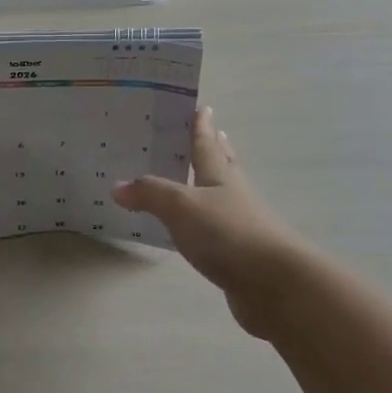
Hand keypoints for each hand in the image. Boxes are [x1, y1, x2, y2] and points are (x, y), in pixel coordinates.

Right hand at [114, 107, 301, 336]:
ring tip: (196, 176)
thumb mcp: (181, 206)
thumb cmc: (227, 233)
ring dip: (211, 183)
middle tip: (211, 132)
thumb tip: (117, 186)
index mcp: (220, 176)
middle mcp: (233, 194)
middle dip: (215, 149)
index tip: (202, 107)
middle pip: (223, 165)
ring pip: (221, 195)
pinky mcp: (239, 253)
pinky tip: (194, 227)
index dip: (202, 126)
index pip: (208, 144)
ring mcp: (240, 224)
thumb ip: (149, 194)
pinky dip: (204, 221)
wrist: (274, 284)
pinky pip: (216, 228)